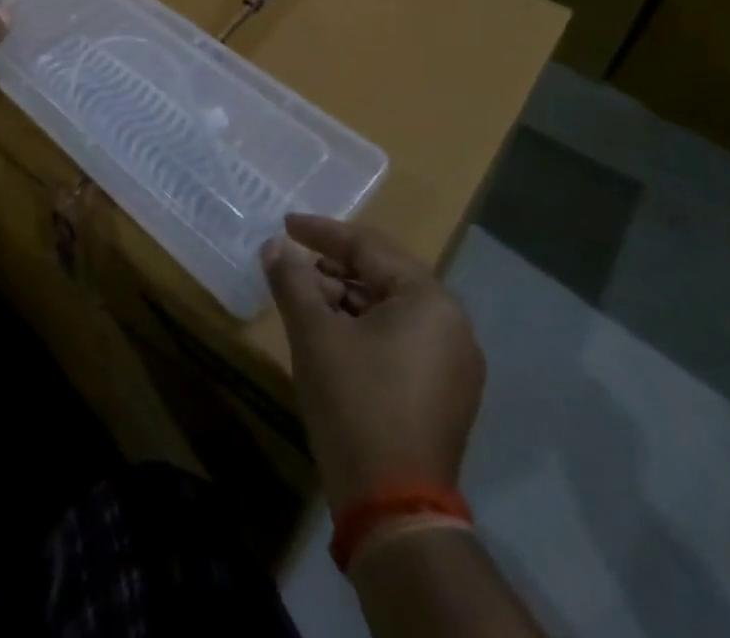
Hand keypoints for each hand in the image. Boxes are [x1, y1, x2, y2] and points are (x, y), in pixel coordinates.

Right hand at [263, 214, 484, 508]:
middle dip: (333, 266)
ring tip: (305, 299)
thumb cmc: (355, 402)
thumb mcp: (313, 333)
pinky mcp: (444, 393)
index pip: (369, 247)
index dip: (322, 233)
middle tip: (293, 262)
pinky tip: (331, 334)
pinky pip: (400, 338)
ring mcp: (453, 363)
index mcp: (429, 301)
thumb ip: (292, 280)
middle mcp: (452, 325)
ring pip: (390, 308)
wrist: (394, 507)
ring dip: (345, 297)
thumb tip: (276, 246)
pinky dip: (364, 327)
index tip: (286, 224)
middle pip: (383, 275)